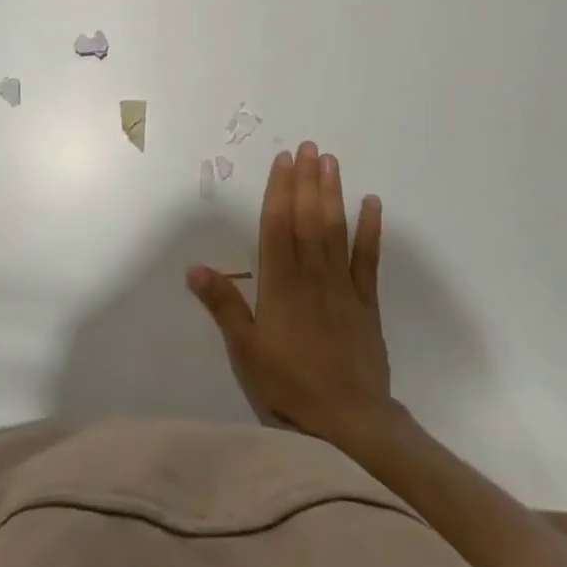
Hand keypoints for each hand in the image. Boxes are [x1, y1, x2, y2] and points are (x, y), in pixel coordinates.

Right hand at [188, 141, 395, 446]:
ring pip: (335, 229)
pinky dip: (370, 229)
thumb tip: (194, 268)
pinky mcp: (366, 300)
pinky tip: (372, 203)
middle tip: (308, 147)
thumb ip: (223, 305)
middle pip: (307, 217)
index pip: (277, 225)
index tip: (283, 160)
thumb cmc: (289, 383)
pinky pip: (368, 258)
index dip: (279, 190)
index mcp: (280, 282)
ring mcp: (342, 284)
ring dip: (332, 193)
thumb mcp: (245, 349)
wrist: (348, 419)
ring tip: (331, 162)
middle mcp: (311, 273)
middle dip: (306, 180)